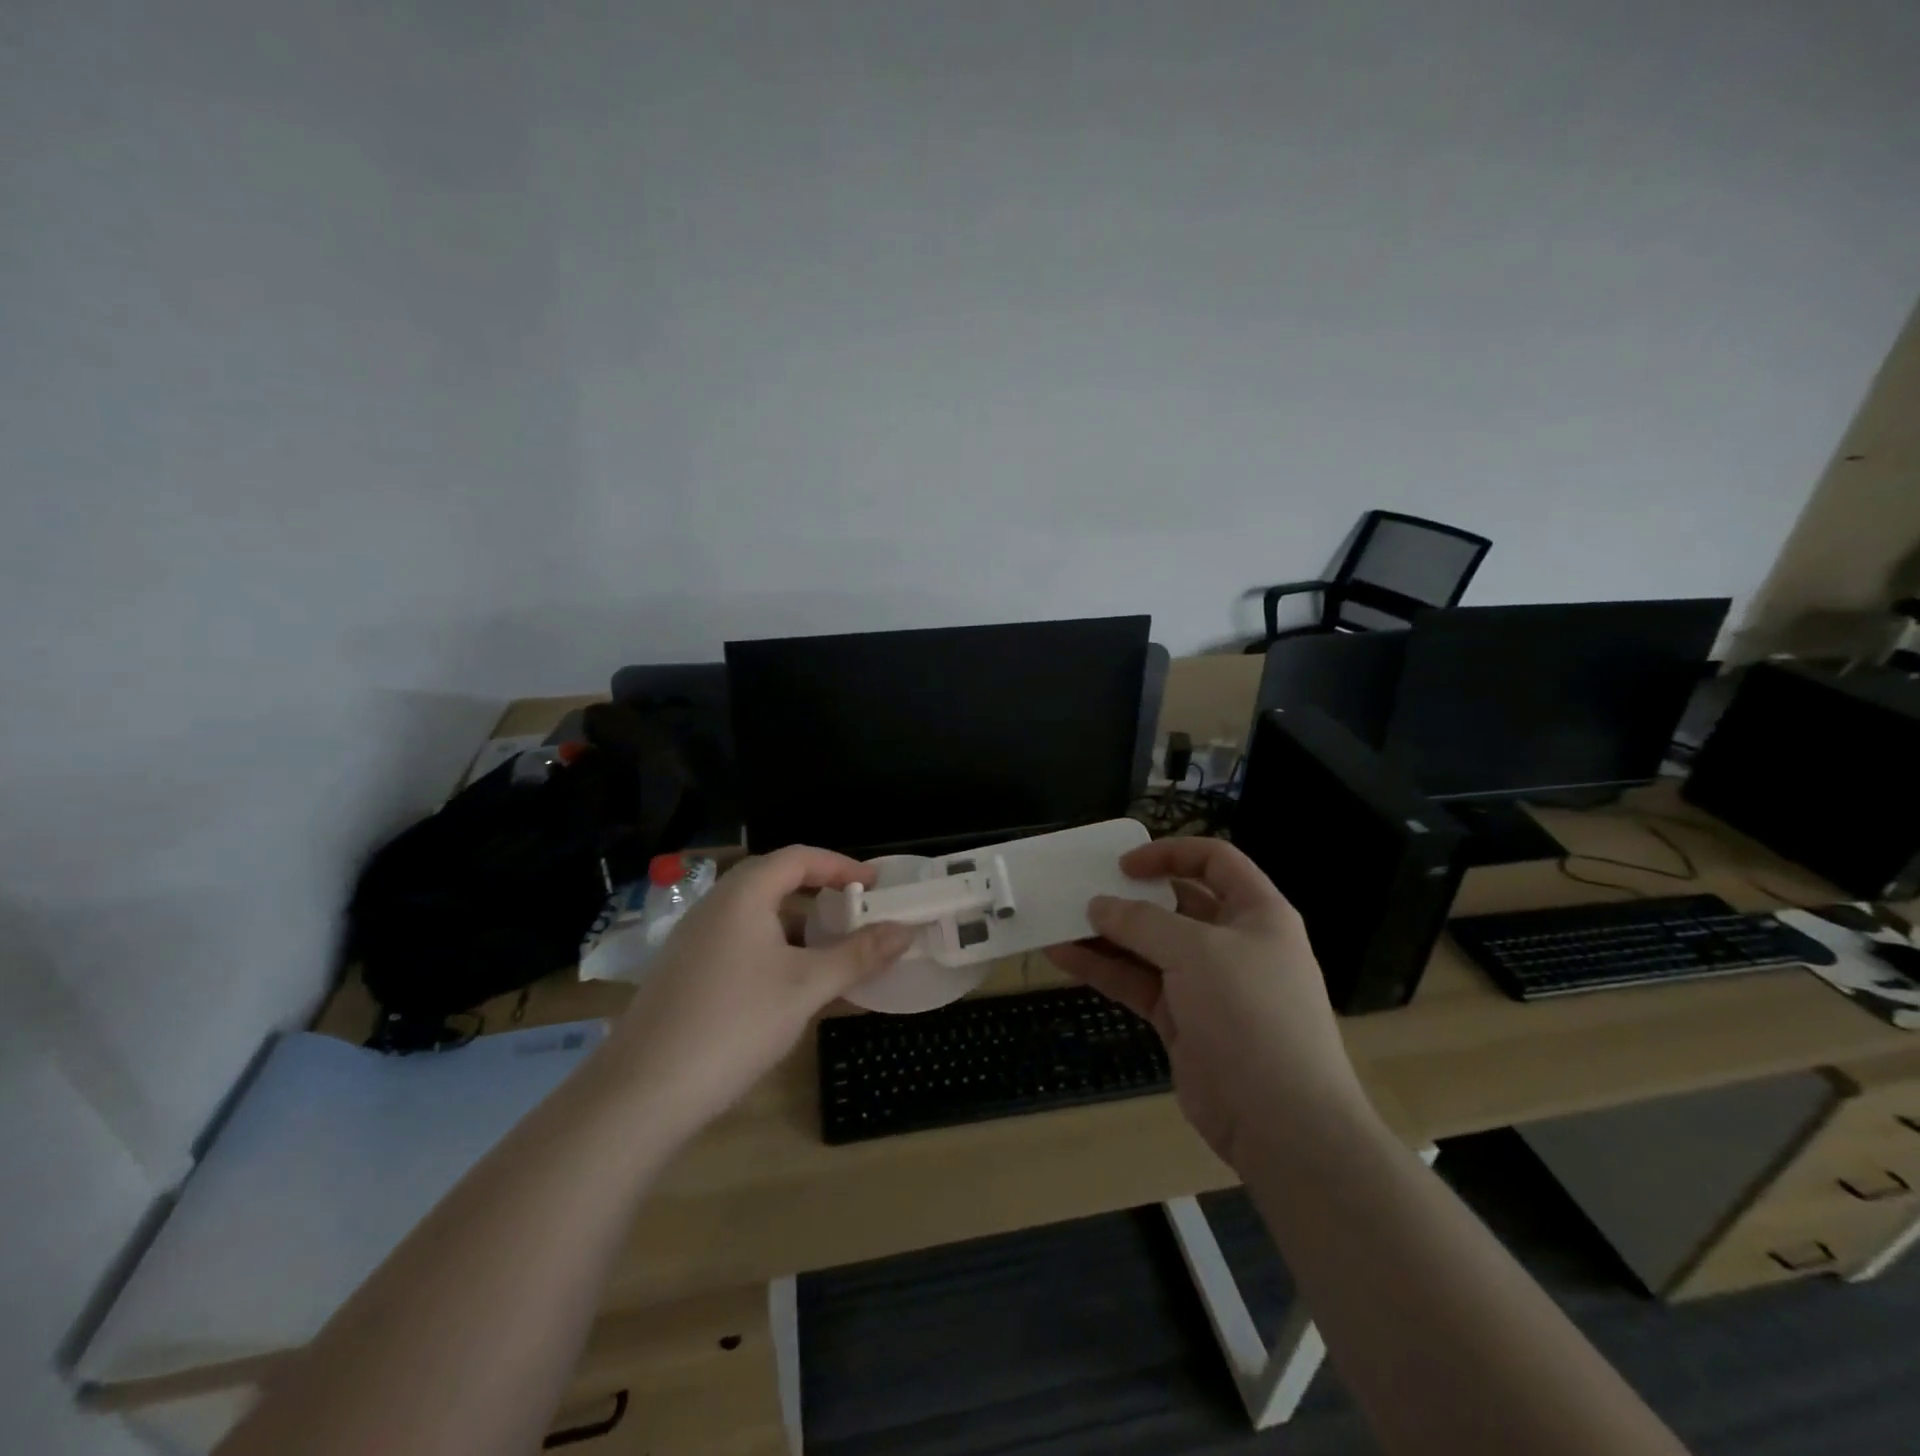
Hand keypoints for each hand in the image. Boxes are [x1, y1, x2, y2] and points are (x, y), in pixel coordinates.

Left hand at [605, 847, 913, 1138]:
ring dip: (796, 922)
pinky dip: (773, 946)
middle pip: (774, 879)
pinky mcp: (683, 971)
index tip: (875, 884)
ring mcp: (693, 939)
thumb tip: (905, 930)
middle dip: (819, 891)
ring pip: (755, 913)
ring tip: (830, 949)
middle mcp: (714, 906)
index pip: (799, 857)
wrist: (641, 1092)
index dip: (841, 865)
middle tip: (855, 912)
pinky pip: (738, 939)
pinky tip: (787, 983)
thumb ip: (858, 955)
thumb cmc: (735, 1024)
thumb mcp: (806, 988)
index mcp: (743, 894)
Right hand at [1047, 837, 1363, 1166]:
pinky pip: (1137, 983)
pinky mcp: (1182, 1020)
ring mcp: (1206, 984)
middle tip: (1083, 890)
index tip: (1124, 865)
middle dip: (1130, 896)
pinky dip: (1102, 969)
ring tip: (1060, 921)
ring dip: (1107, 934)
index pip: (1214, 860)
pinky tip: (1063, 957)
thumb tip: (1098, 906)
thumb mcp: (1198, 952)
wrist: (1281, 1122)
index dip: (1170, 853)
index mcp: (1257, 913)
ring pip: (1149, 946)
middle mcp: (1232, 942)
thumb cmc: (1251, 1014)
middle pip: (1175, 904)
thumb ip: (1142, 922)